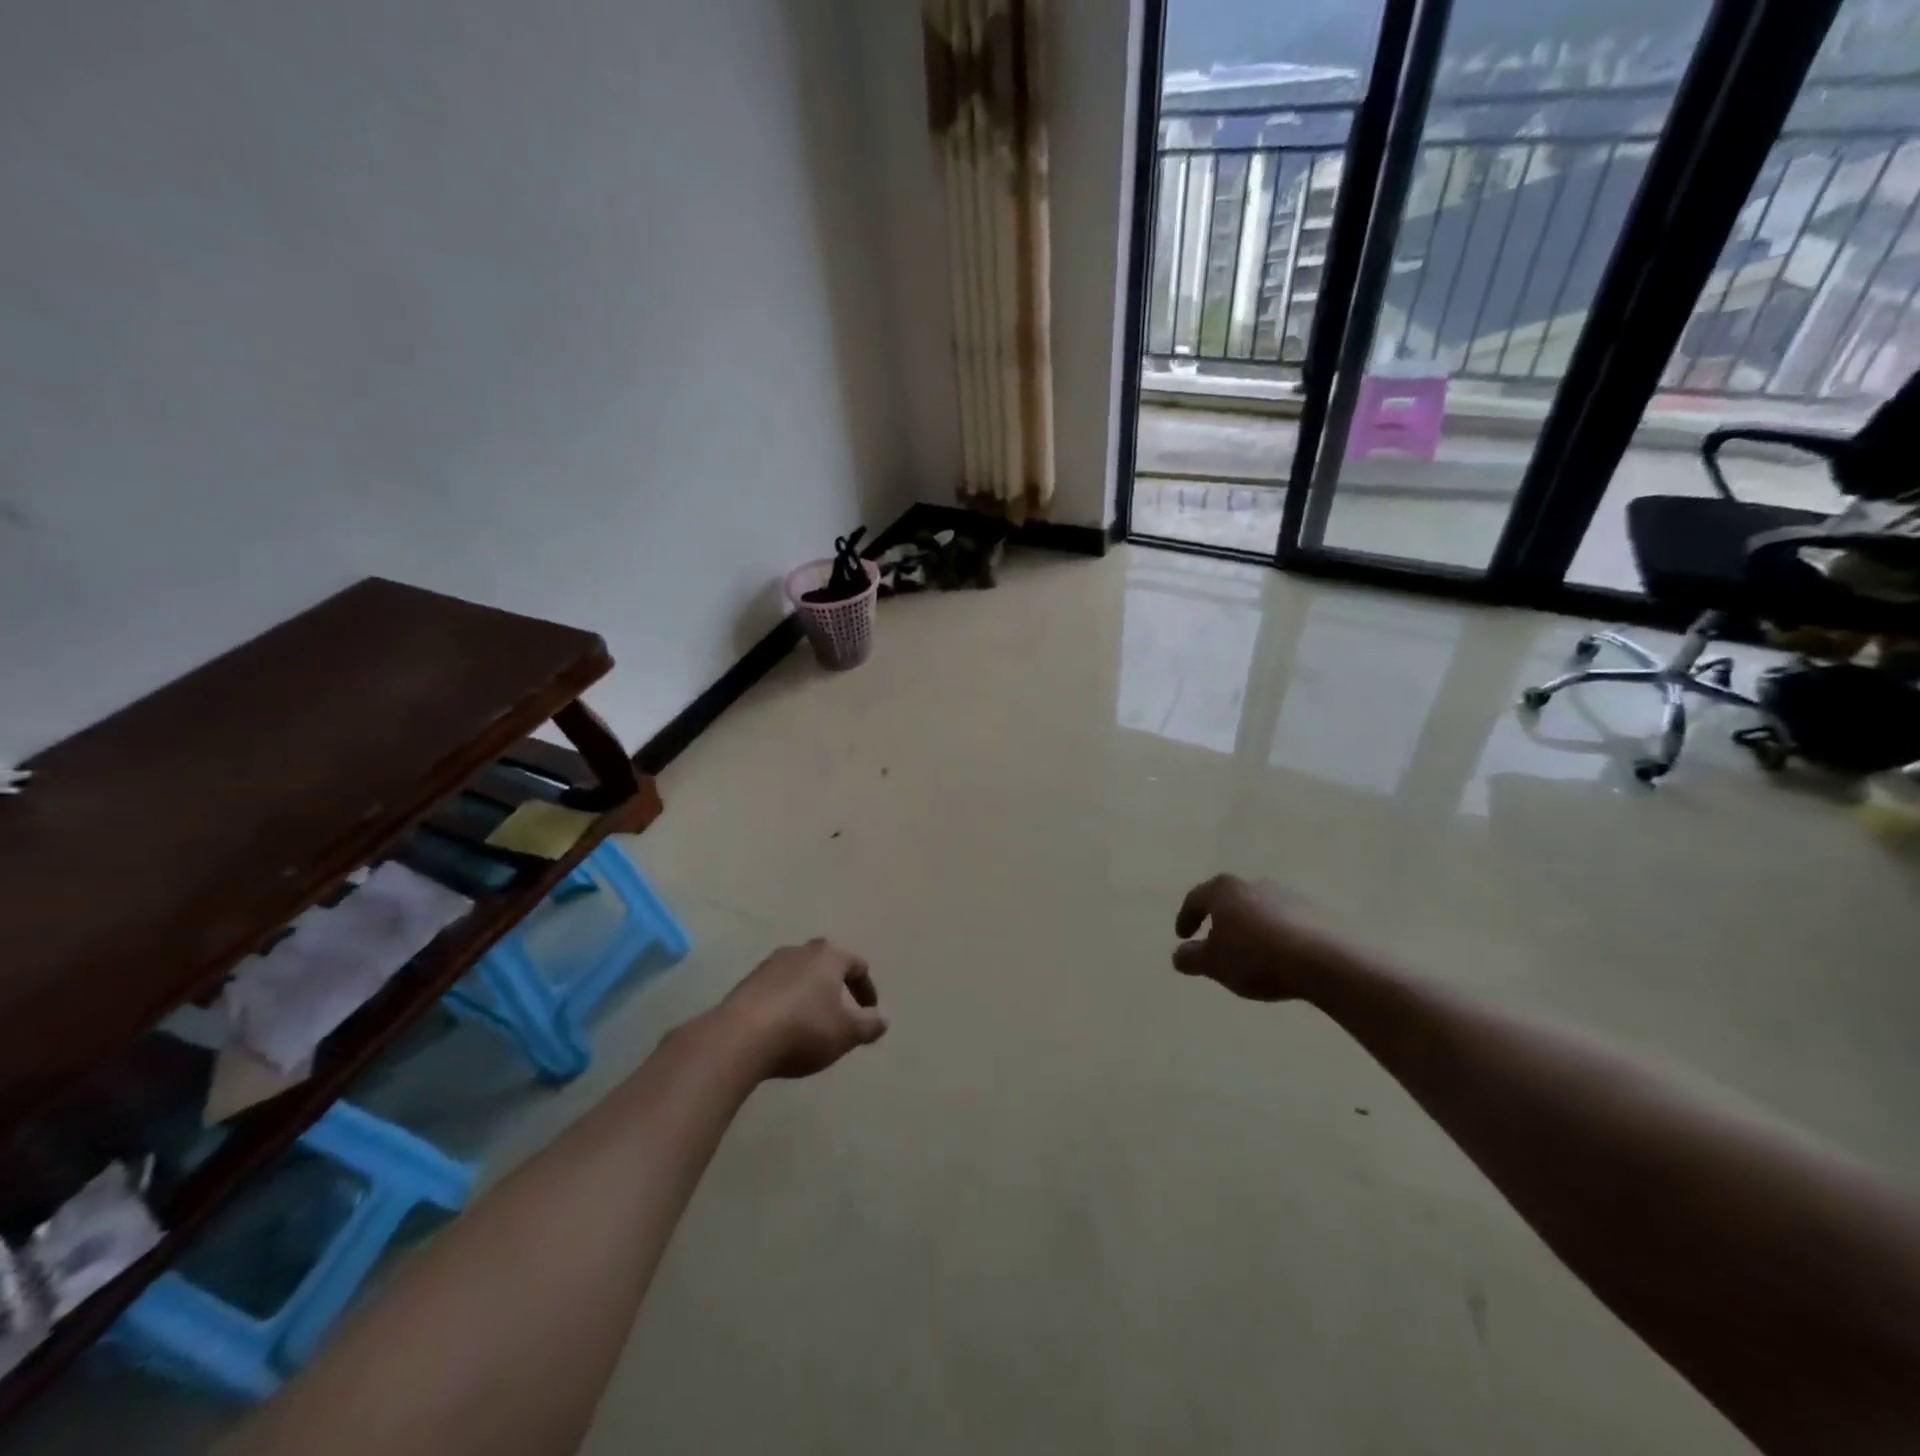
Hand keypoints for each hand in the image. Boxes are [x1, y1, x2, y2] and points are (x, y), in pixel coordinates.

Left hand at [717, 939, 887, 1078]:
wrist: (738, 1039)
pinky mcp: (746, 983)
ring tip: (812, 1026)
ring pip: (800, 977)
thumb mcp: (846, 1033)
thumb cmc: (803, 1030)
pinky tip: (783, 1031)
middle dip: (837, 989)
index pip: (858, 966)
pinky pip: (776, 990)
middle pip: (827, 966)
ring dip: (810, 997)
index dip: (867, 991)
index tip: (869, 1015)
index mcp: (828, 956)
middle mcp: (800, 951)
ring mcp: (769, 965)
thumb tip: (884, 1017)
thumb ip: (870, 1025)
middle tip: (842, 1017)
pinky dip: (786, 1005)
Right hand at [1173, 874, 1355, 1002]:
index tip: (1182, 936)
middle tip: (1214, 942)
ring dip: (1249, 927)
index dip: (1185, 918)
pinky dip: (1274, 935)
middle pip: (1228, 900)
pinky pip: (1284, 922)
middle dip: (1219, 920)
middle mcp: (1253, 884)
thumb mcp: (1213, 964)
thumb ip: (1190, 958)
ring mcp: (1286, 895)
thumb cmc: (1256, 956)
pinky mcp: (1314, 912)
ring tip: (1249, 953)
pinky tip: (1278, 957)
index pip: (1195, 899)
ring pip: (1257, 910)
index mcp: (1224, 890)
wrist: (1323, 960)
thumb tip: (1179, 955)